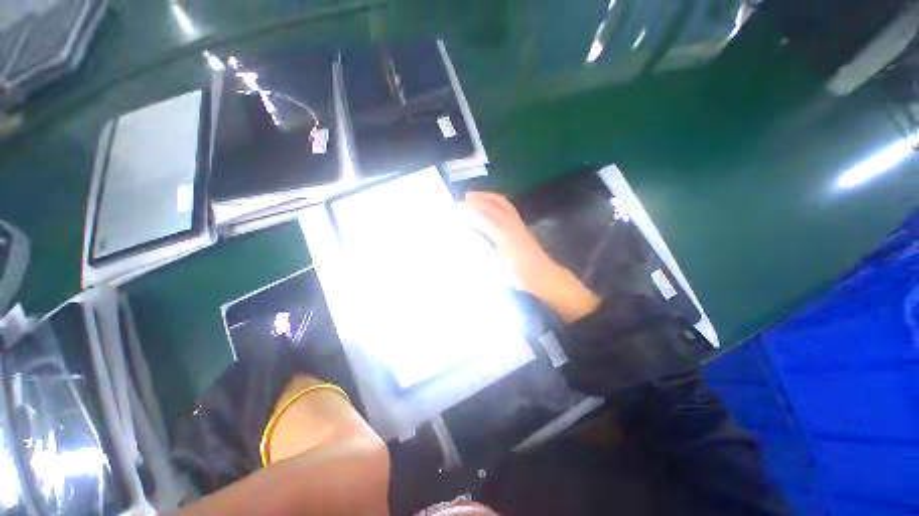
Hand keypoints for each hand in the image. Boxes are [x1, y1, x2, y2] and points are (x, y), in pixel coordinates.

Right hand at [463, 191, 599, 323]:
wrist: (542, 275)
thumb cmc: (519, 274)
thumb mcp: (497, 267)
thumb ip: (482, 250)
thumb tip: (468, 237)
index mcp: (503, 234)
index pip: (481, 216)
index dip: (467, 211)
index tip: (454, 209)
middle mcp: (510, 223)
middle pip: (490, 205)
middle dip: (473, 201)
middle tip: (458, 203)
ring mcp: (517, 222)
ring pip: (499, 202)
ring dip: (484, 196)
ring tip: (471, 196)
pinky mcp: (520, 224)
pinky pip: (506, 205)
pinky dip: (495, 199)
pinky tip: (489, 202)